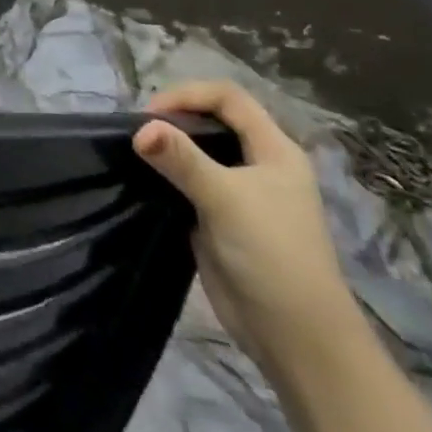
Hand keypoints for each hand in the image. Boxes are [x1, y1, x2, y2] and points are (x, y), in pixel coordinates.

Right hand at [133, 81, 359, 374]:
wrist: (295, 336)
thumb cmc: (272, 255)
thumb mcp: (226, 199)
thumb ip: (182, 159)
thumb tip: (140, 128)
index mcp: (275, 150)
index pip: (229, 98)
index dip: (188, 95)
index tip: (150, 114)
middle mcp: (259, 164)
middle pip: (213, 120)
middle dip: (175, 118)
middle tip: (139, 132)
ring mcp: (240, 193)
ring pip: (200, 151)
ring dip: (169, 146)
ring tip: (136, 151)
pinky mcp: (221, 217)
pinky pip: (190, 182)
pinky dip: (167, 174)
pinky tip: (144, 178)